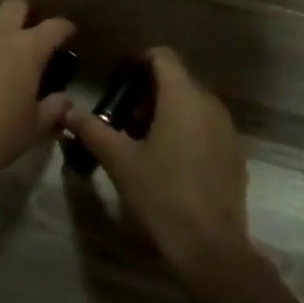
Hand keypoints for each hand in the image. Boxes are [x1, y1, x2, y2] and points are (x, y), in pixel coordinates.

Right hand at [63, 47, 249, 270]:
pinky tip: (169, 161)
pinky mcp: (235, 154)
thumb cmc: (161, 194)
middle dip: (148, 92)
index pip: (163, 57)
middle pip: (178, 80)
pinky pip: (207, 126)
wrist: (210, 245)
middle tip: (123, 118)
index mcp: (182, 98)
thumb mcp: (119, 161)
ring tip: (142, 141)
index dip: (139, 61)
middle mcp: (210, 105)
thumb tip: (68, 113)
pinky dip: (186, 130)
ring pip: (193, 104)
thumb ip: (93, 131)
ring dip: (167, 111)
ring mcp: (227, 130)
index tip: (118, 81)